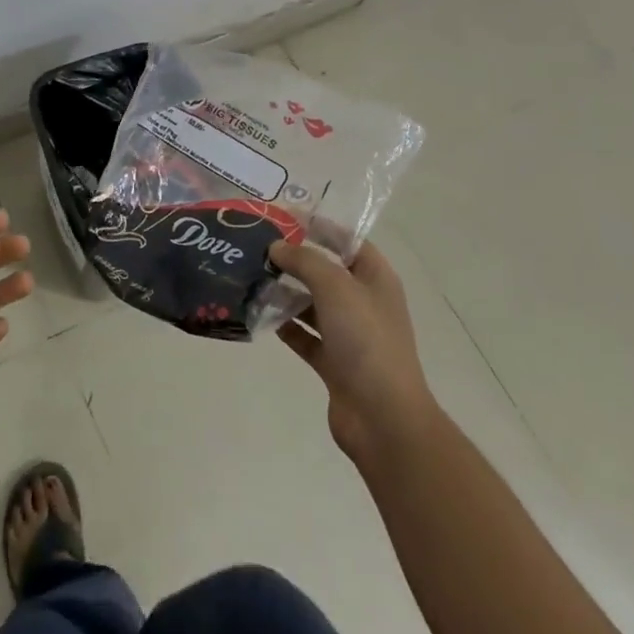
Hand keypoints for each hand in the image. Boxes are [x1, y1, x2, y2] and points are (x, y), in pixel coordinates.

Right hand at [270, 238, 437, 467]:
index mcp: (375, 278)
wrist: (383, 418)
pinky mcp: (333, 362)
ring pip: (312, 304)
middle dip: (294, 259)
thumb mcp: (336, 287)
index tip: (281, 216)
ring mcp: (349, 334)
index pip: (346, 240)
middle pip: (326, 271)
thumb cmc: (366, 340)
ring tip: (250, 277)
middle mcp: (364, 302)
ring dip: (285, 292)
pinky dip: (285, 326)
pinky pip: (305, 336)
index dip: (318, 225)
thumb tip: (277, 247)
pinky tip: (259, 315)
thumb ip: (304, 261)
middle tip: (256, 247)